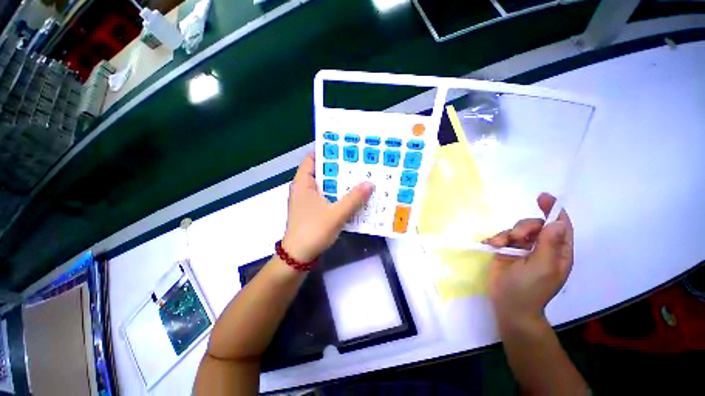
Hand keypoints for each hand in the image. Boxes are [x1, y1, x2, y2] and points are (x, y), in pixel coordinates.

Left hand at [282, 154, 372, 261]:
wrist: (299, 257)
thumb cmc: (313, 231)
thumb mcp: (336, 214)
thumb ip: (354, 199)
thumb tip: (370, 183)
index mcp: (303, 183)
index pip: (312, 159)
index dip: (327, 152)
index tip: (345, 149)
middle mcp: (304, 189)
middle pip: (322, 172)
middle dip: (339, 168)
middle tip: (358, 163)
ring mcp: (308, 200)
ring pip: (326, 186)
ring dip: (340, 183)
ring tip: (359, 177)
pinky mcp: (313, 210)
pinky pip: (327, 197)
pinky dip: (338, 195)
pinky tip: (353, 196)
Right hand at [484, 193, 573, 330]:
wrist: (509, 305)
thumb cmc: (530, 289)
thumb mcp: (542, 267)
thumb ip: (549, 244)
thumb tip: (557, 222)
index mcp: (557, 252)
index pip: (560, 226)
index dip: (554, 211)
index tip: (543, 198)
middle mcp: (541, 248)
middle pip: (535, 225)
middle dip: (524, 227)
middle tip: (515, 238)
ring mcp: (522, 250)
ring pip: (516, 230)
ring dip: (506, 234)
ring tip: (499, 246)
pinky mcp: (506, 251)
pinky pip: (501, 237)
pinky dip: (496, 239)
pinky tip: (491, 246)